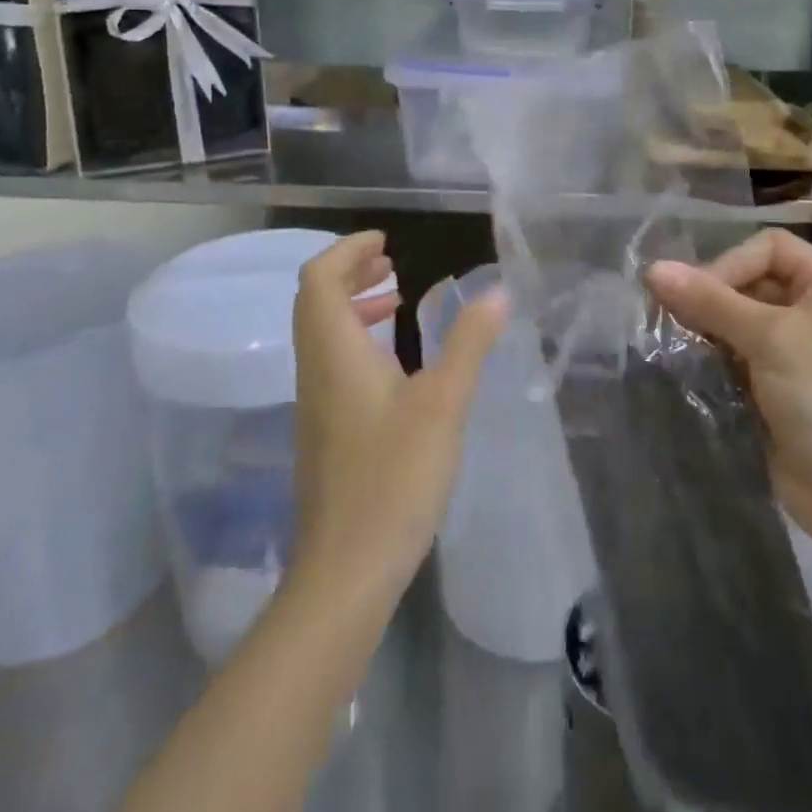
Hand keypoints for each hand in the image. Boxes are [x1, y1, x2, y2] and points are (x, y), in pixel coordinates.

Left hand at [289, 232, 504, 608]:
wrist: (346, 571)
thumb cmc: (394, 478)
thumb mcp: (444, 403)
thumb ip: (469, 343)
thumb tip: (496, 292)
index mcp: (334, 352)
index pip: (319, 279)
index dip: (347, 250)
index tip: (386, 240)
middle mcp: (315, 369)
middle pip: (314, 300)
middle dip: (350, 271)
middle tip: (391, 261)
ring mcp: (315, 402)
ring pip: (321, 332)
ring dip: (352, 304)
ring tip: (395, 299)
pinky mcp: (324, 429)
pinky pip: (331, 360)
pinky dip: (356, 338)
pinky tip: (393, 358)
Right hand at [646, 231, 811, 578]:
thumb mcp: (770, 339)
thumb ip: (709, 301)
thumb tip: (652, 268)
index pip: (767, 248)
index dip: (729, 263)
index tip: (695, 294)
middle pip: (749, 282)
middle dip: (711, 298)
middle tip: (671, 319)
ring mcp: (797, 353)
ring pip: (737, 322)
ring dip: (706, 331)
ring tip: (676, 345)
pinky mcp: (778, 389)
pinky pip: (736, 358)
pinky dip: (713, 360)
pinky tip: (691, 371)